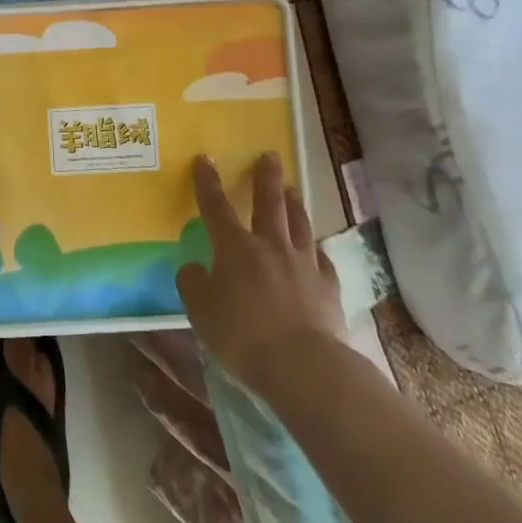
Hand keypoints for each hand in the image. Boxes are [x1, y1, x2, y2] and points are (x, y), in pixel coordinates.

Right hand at [177, 153, 346, 385]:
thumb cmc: (242, 336)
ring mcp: (303, 265)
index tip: (205, 159)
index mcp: (235, 248)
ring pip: (299, 224)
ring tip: (293, 190)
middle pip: (269, 203)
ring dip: (294, 204)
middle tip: (270, 155)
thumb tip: (193, 269)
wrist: (304, 367)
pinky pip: (321, 260)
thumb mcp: (201, 312)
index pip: (216, 206)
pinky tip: (315, 249)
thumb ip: (193, 285)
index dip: (207, 182)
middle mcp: (270, 247)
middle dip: (266, 177)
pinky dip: (315, 250)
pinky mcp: (328, 288)